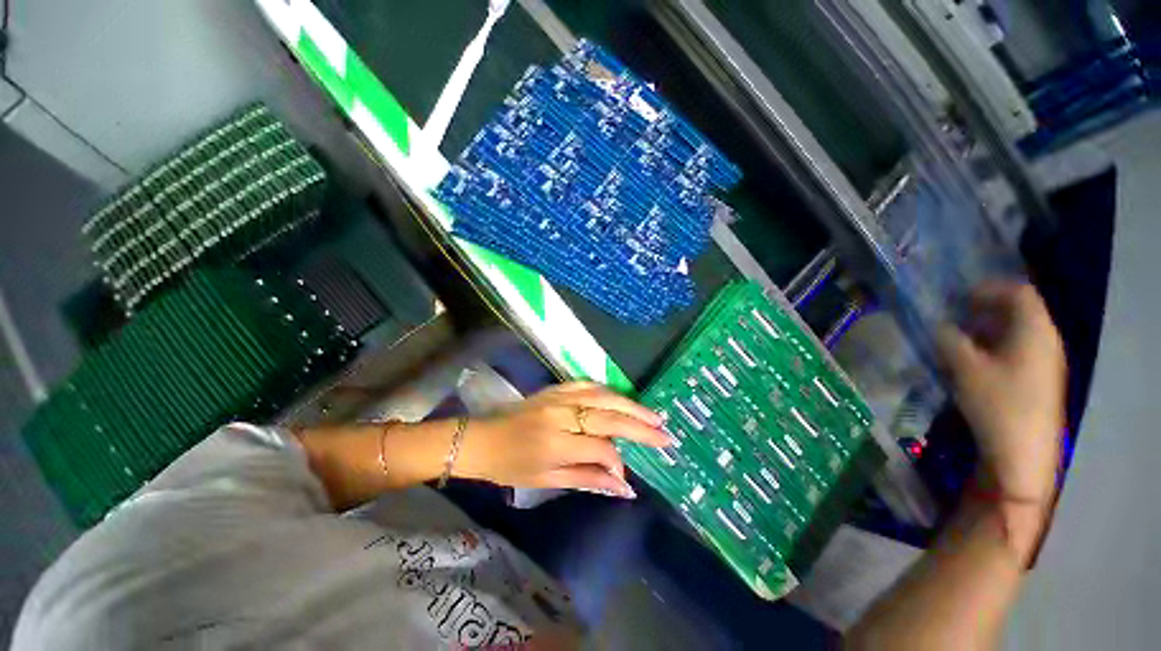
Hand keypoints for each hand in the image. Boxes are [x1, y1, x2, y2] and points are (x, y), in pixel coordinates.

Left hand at [454, 382, 670, 497]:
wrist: (481, 439)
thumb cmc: (511, 466)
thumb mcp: (547, 480)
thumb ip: (588, 479)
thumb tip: (624, 486)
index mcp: (555, 443)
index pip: (600, 448)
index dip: (618, 462)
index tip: (629, 476)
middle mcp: (561, 415)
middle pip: (608, 417)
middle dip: (640, 426)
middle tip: (665, 434)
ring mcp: (558, 396)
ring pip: (603, 395)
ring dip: (630, 405)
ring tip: (653, 415)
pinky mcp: (555, 387)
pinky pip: (587, 384)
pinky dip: (608, 390)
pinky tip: (621, 398)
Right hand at [936, 282, 1065, 499]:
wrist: (1024, 452)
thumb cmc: (997, 403)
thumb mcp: (964, 367)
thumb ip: (948, 339)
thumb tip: (939, 325)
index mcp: (1034, 330)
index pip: (1018, 291)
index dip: (987, 288)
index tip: (957, 298)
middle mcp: (1046, 339)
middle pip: (1019, 310)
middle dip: (984, 309)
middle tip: (952, 317)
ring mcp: (1045, 361)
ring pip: (1016, 331)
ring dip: (986, 329)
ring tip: (957, 339)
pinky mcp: (1038, 379)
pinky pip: (1018, 350)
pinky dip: (994, 346)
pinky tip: (973, 361)